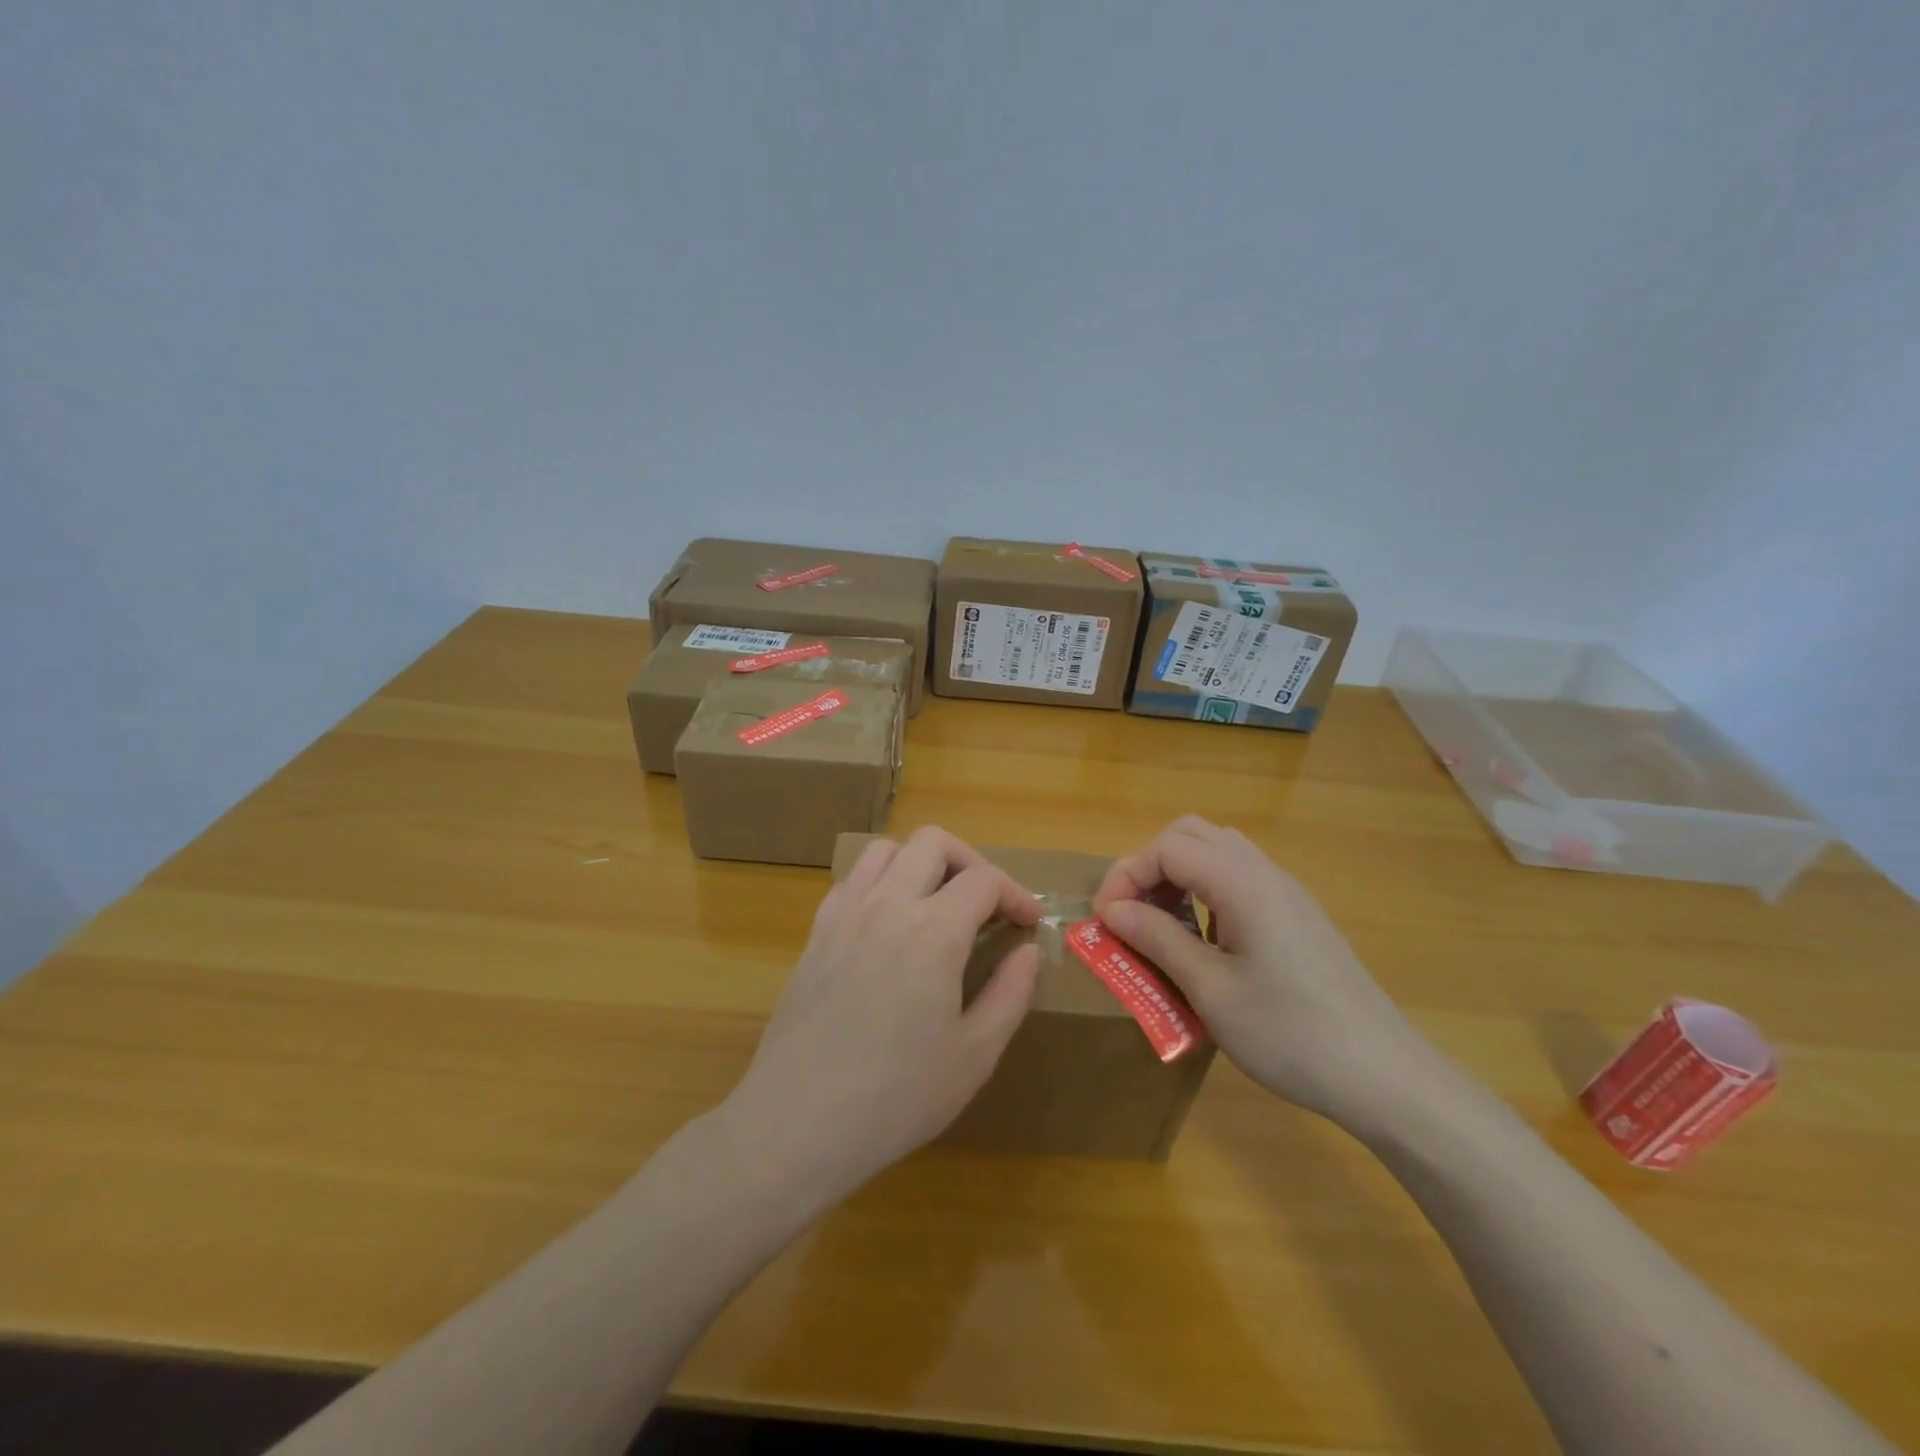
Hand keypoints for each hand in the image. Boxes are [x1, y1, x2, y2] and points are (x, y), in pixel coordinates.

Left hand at [726, 827, 1040, 1200]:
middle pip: (934, 842)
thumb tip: (1028, 951)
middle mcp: (887, 904)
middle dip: (971, 861)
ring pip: (886, 849)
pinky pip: (851, 880)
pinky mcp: (816, 933)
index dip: (1016, 894)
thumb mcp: (974, 1055)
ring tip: (937, 903)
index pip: (984, 879)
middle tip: (986, 904)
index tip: (1028, 923)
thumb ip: (1010, 993)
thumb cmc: (897, 1096)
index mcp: (933, 931)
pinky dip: (880, 882)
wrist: (798, 1123)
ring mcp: (844, 914)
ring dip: (920, 862)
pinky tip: (888, 924)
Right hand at [1094, 816, 1444, 1132]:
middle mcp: (1265, 873)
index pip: (1167, 847)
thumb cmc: (1290, 1034)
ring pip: (1217, 851)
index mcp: (1242, 883)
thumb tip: (1111, 910)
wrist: (1384, 1076)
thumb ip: (1157, 940)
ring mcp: (1286, 892)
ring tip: (1161, 925)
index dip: (1126, 875)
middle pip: (1190, 834)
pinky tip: (1205, 940)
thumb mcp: (1211, 991)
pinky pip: (1239, 878)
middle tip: (1130, 913)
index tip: (1106, 920)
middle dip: (1149, 866)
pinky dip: (1205, 891)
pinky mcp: (1297, 914)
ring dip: (1177, 876)